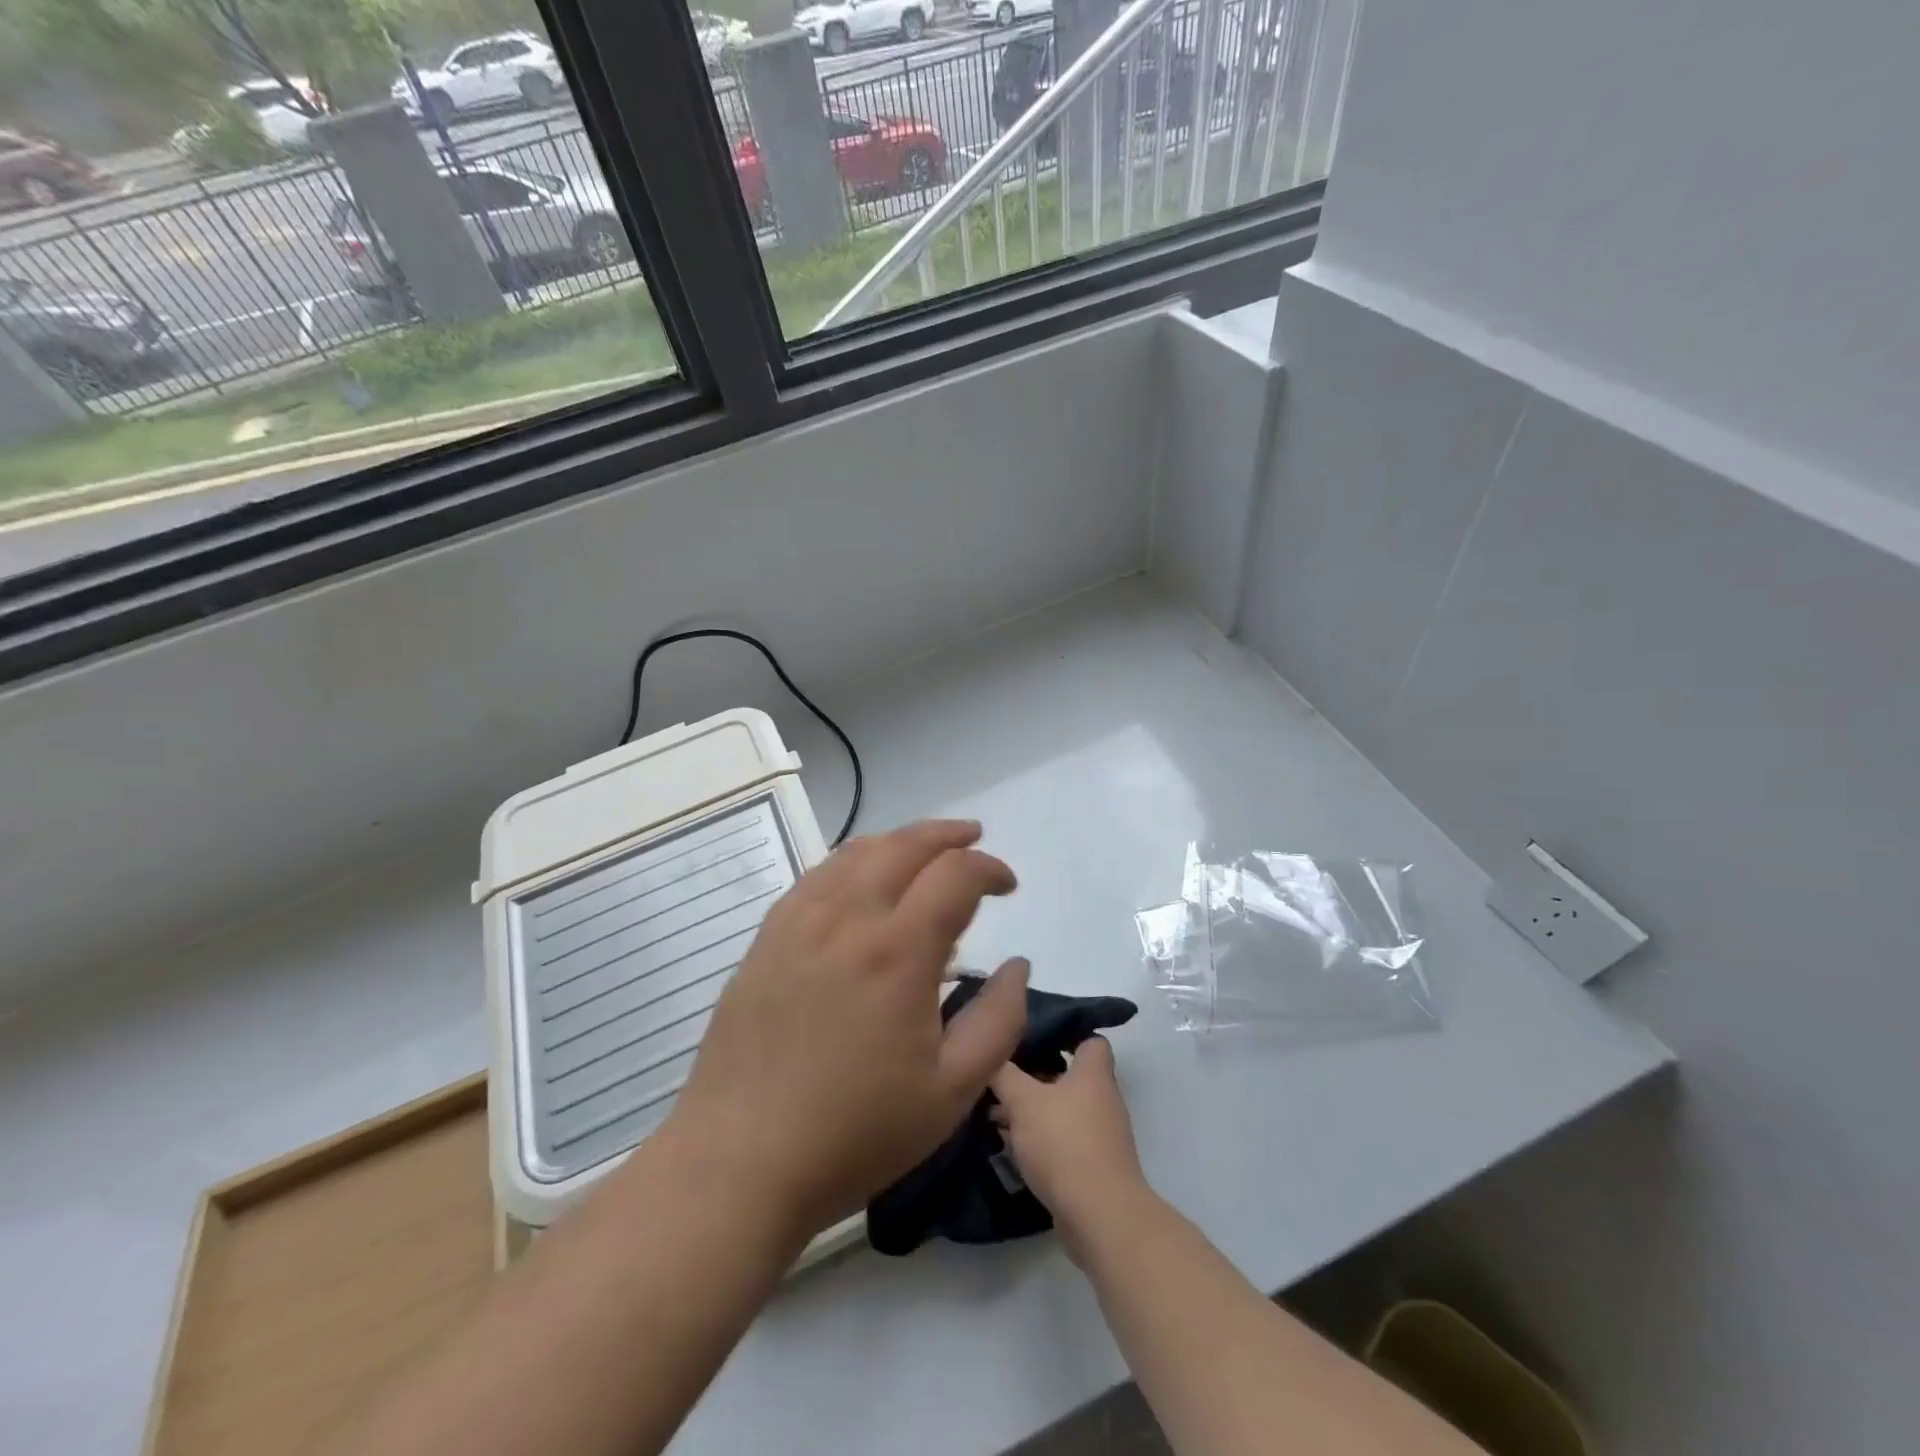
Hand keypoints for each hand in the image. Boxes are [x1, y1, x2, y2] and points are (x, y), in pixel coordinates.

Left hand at [670, 819, 1030, 1238]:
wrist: (740, 1160)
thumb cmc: (855, 1132)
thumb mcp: (952, 1092)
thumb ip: (998, 1020)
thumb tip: (1017, 965)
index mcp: (898, 950)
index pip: (955, 875)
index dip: (989, 868)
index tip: (1007, 887)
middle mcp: (848, 917)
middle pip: (904, 845)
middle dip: (947, 835)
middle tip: (973, 839)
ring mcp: (799, 921)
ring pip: (857, 852)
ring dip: (900, 841)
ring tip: (923, 851)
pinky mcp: (768, 937)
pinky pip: (818, 875)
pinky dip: (853, 861)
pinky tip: (861, 879)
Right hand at [991, 1036, 1145, 1260]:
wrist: (1100, 1215)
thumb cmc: (1064, 1143)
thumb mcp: (1023, 1101)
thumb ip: (1004, 1073)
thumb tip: (991, 1054)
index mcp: (1093, 1073)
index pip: (1089, 1038)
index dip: (1064, 1032)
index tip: (1032, 1034)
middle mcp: (1102, 1098)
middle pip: (1069, 1074)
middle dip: (1036, 1074)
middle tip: (1002, 1074)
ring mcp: (1100, 1134)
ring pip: (1062, 1109)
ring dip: (1034, 1110)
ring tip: (996, 1111)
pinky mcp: (1093, 1165)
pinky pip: (1063, 1140)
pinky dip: (1040, 1139)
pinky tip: (1011, 1145)